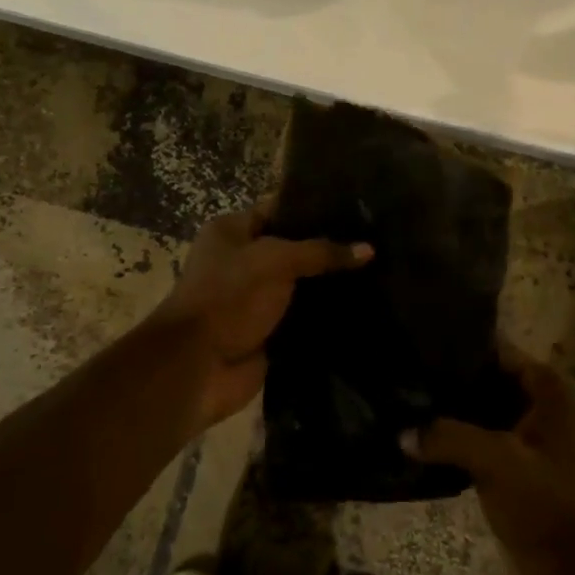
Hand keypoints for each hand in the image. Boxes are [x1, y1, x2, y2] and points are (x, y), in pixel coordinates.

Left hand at [150, 199, 371, 431]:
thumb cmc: (229, 296)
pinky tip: (360, 307)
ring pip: (299, 285)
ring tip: (376, 272)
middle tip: (372, 240)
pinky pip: (301, 317)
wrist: (199, 367)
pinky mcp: (266, 332)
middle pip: (291, 248)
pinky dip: (324, 316)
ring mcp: (253, 299)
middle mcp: (240, 260)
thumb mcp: (276, 261)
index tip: (354, 208)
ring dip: (328, 285)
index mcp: (231, 232)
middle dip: (326, 248)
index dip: (313, 207)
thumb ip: (321, 252)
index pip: (278, 209)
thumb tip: (369, 249)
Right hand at [408, 349, 574, 574]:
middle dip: (454, 381)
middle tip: (409, 374)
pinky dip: (460, 437)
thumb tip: (401, 432)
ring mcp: (534, 438)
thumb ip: (446, 436)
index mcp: (551, 389)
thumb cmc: (543, 505)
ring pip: (486, 410)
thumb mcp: (494, 461)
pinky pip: (485, 438)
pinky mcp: (521, 468)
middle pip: (491, 379)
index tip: (421, 346)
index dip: (463, 348)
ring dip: (454, 412)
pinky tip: (425, 436)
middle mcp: (546, 405)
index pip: (500, 351)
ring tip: (409, 401)